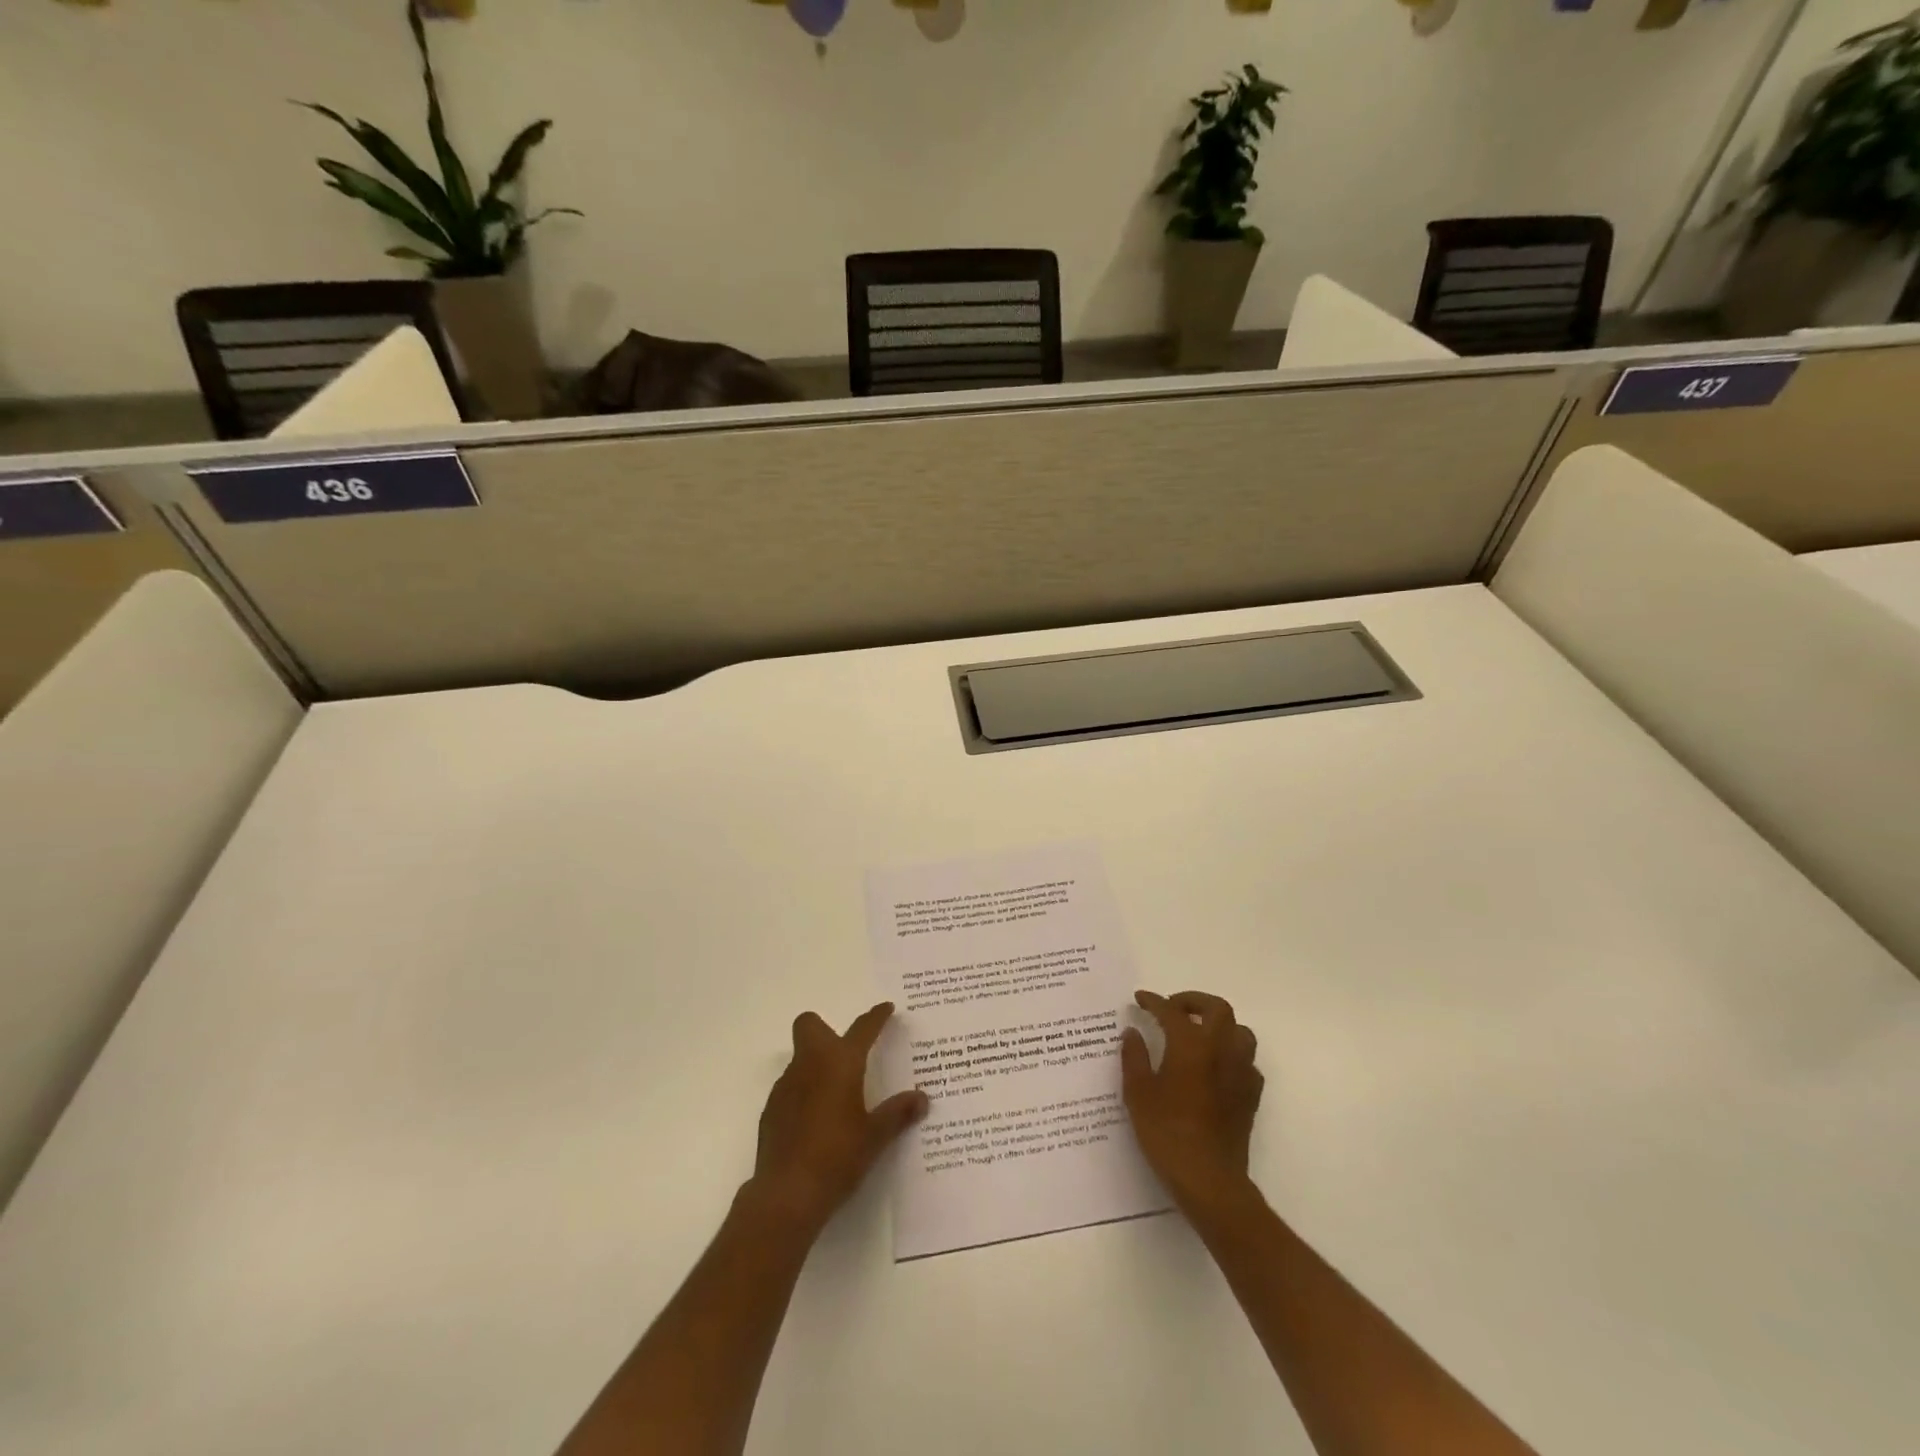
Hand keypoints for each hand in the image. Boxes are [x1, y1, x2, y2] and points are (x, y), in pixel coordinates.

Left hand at [748, 1002, 927, 1236]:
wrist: (786, 1194)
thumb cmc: (837, 1157)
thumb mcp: (875, 1137)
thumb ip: (898, 1113)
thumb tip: (921, 1098)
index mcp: (840, 1063)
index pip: (862, 1028)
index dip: (876, 1017)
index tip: (886, 1008)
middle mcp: (809, 1064)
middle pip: (810, 1025)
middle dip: (826, 1029)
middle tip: (847, 1053)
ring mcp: (785, 1086)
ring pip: (800, 1057)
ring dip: (816, 1064)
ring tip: (836, 1094)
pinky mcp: (771, 1110)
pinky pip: (790, 1086)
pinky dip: (804, 1092)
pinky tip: (816, 1121)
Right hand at [1121, 989, 1263, 1211]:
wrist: (1208, 1178)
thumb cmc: (1167, 1132)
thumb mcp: (1138, 1092)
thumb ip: (1134, 1057)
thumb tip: (1132, 1032)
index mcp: (1191, 1044)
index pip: (1171, 1010)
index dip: (1154, 1001)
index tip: (1141, 999)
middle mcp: (1220, 1050)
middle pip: (1217, 1009)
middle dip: (1194, 1001)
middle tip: (1173, 1008)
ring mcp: (1241, 1072)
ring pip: (1239, 1031)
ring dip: (1219, 1025)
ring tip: (1198, 1033)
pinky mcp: (1251, 1095)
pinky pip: (1246, 1061)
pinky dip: (1231, 1053)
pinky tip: (1216, 1066)